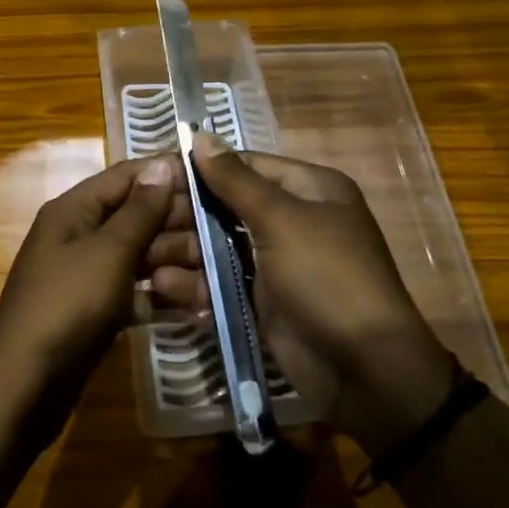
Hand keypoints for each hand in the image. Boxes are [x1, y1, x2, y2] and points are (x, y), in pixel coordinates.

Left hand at [0, 156, 189, 429]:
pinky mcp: (94, 310)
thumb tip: (162, 165)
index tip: (212, 181)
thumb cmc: (67, 305)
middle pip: (135, 217)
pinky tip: (196, 308)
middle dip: (176, 226)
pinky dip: (160, 297)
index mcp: (74, 210)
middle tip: (223, 238)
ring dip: (175, 264)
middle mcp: (78, 235)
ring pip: (138, 257)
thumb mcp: (109, 252)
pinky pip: (134, 292)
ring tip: (213, 280)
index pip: (125, 177)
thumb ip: (140, 210)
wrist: (24, 387)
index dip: (165, 175)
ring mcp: (86, 275)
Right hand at [157, 132, 458, 455]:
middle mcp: (291, 219)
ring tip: (145, 260)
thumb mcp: (282, 220)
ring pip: (218, 246)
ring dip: (183, 252)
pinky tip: (166, 289)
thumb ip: (236, 180)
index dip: (201, 168)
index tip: (155, 175)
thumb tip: (201, 135)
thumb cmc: (327, 277)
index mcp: (308, 189)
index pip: (244, 165)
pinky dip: (196, 285)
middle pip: (226, 206)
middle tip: (142, 224)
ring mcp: (276, 262)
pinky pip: (222, 282)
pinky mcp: (263, 300)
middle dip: (185, 216)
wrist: (366, 372)